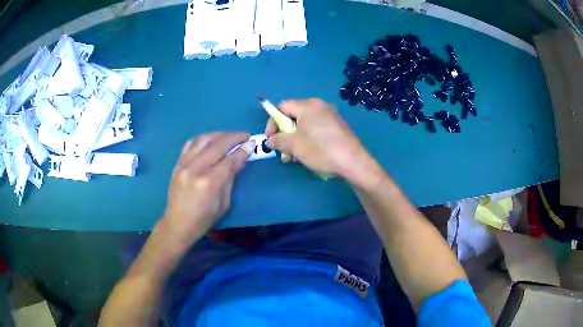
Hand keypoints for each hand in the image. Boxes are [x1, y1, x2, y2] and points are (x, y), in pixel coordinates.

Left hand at [163, 132, 254, 240]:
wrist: (178, 223)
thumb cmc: (204, 219)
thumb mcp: (224, 203)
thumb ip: (231, 178)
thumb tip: (240, 160)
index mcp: (209, 182)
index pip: (230, 159)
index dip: (243, 150)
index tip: (252, 143)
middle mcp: (196, 168)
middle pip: (218, 144)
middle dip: (234, 137)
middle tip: (245, 135)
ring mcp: (184, 164)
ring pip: (203, 139)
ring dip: (219, 134)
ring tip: (229, 136)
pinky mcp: (178, 163)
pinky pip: (190, 143)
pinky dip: (203, 138)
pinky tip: (211, 139)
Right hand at [265, 98, 377, 182]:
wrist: (353, 162)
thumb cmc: (321, 150)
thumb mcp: (294, 145)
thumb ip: (278, 140)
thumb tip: (269, 140)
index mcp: (308, 105)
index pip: (282, 107)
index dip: (272, 122)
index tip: (270, 139)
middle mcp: (319, 106)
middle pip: (293, 116)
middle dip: (284, 135)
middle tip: (282, 152)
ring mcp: (330, 116)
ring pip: (304, 125)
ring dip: (294, 141)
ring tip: (292, 159)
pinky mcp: (336, 127)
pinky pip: (315, 129)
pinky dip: (307, 140)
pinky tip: (306, 155)